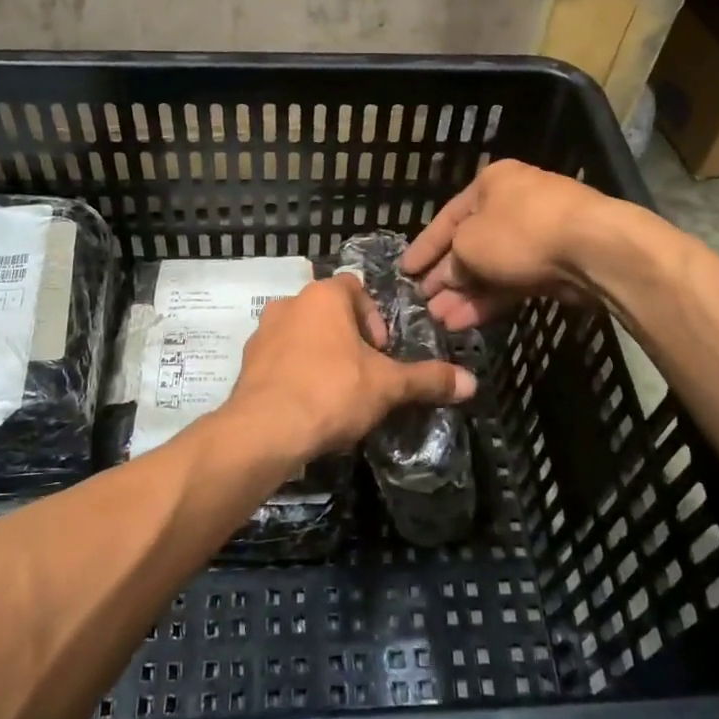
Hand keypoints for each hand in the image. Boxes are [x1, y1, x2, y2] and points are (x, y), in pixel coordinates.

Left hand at [222, 277, 474, 461]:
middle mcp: (288, 303)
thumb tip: (472, 382)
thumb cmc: (332, 392)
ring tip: (336, 391)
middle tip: (364, 372)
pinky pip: (279, 359)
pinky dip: (295, 373)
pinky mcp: (246, 363)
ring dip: (320, 354)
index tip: (382, 351)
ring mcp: (262, 333)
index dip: (374, 318)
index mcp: (323, 296)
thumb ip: (428, 379)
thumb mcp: (388, 386)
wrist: (265, 430)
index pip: (355, 288)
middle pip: (328, 312)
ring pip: (301, 335)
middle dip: (348, 338)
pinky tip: (308, 404)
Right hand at [400, 160, 610, 330]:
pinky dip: (488, 300)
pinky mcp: (553, 265)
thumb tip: (451, 277)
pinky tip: (464, 321)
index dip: (423, 247)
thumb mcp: (468, 244)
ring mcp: (536, 236)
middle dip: (445, 277)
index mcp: (491, 184)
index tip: (404, 270)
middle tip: (422, 303)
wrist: (591, 248)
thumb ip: (453, 262)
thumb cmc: (518, 232)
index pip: (447, 218)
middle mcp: (512, 205)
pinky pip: (511, 282)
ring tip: (439, 321)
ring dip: (464, 294)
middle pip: (470, 244)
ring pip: (491, 268)